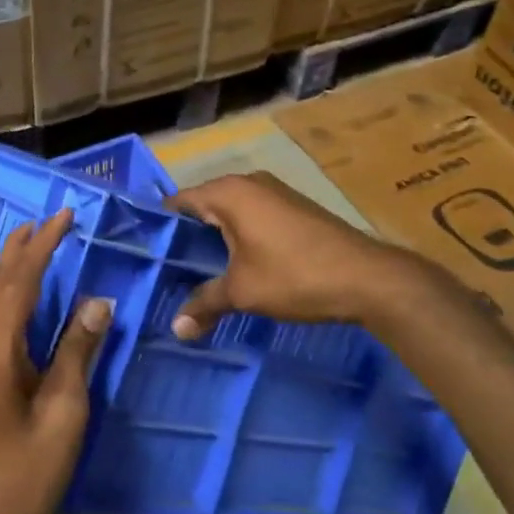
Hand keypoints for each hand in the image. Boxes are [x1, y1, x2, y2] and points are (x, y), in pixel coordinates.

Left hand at [0, 209, 111, 513]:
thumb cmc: (28, 471)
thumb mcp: (65, 410)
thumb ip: (77, 350)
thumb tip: (97, 301)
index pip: (19, 281)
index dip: (43, 245)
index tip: (64, 216)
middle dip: (19, 250)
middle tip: (48, 228)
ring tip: (31, 268)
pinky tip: (14, 310)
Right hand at [164, 171, 440, 338]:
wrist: (370, 278)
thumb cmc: (295, 276)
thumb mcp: (243, 292)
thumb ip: (204, 304)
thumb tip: (175, 330)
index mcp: (228, 193)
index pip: (178, 201)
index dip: (159, 226)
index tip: (143, 251)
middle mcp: (249, 183)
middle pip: (203, 206)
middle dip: (185, 236)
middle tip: (164, 267)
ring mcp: (275, 193)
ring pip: (230, 213)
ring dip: (213, 238)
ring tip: (193, 270)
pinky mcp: (294, 208)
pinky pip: (252, 217)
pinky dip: (238, 237)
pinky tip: (233, 265)